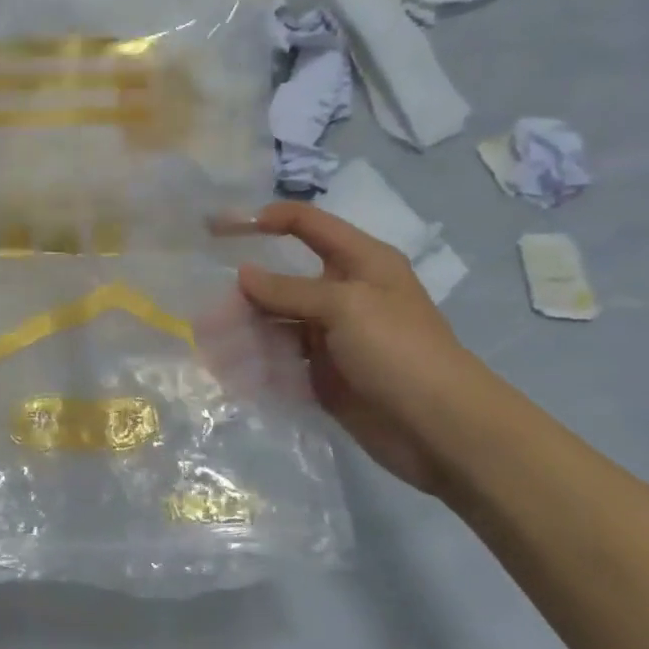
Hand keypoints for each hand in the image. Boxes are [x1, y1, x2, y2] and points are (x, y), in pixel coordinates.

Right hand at [236, 203, 489, 498]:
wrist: (441, 430)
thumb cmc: (399, 351)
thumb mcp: (345, 307)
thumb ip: (289, 290)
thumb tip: (243, 274)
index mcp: (360, 262)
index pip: (307, 224)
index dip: (265, 219)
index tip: (219, 228)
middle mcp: (343, 294)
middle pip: (283, 280)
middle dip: (244, 291)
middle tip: (207, 309)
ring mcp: (332, 336)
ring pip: (276, 322)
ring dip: (244, 330)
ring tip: (210, 343)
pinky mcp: (323, 373)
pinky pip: (280, 360)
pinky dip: (255, 362)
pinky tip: (230, 371)